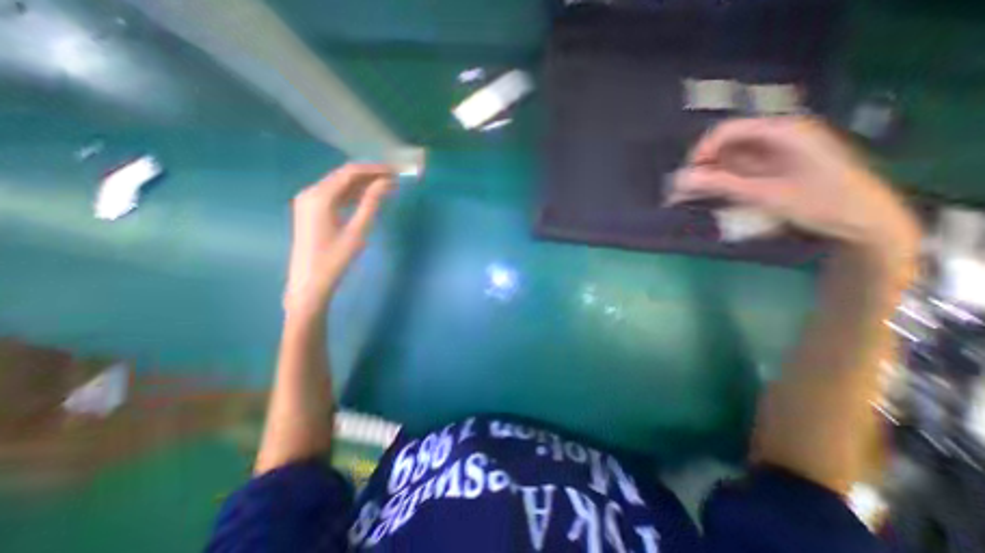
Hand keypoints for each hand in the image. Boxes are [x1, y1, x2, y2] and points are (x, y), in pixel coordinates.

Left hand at [282, 162, 395, 315]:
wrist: (310, 282)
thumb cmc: (335, 258)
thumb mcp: (357, 230)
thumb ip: (371, 203)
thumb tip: (385, 182)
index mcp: (320, 196)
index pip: (350, 172)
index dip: (374, 169)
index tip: (395, 171)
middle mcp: (310, 192)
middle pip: (344, 175)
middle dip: (370, 175)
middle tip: (394, 178)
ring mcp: (308, 201)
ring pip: (340, 185)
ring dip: (362, 184)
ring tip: (386, 187)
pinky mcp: (311, 210)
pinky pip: (335, 195)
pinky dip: (352, 194)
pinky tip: (368, 197)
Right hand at [673, 114, 919, 263]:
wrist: (862, 220)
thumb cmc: (820, 203)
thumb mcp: (765, 194)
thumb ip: (722, 184)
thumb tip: (680, 179)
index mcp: (782, 132)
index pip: (727, 132)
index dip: (701, 152)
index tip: (686, 177)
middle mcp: (777, 136)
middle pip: (725, 145)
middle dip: (701, 167)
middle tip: (684, 191)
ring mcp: (774, 152)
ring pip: (727, 158)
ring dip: (707, 176)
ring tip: (690, 197)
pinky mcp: (771, 167)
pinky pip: (736, 170)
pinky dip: (720, 182)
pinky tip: (710, 196)